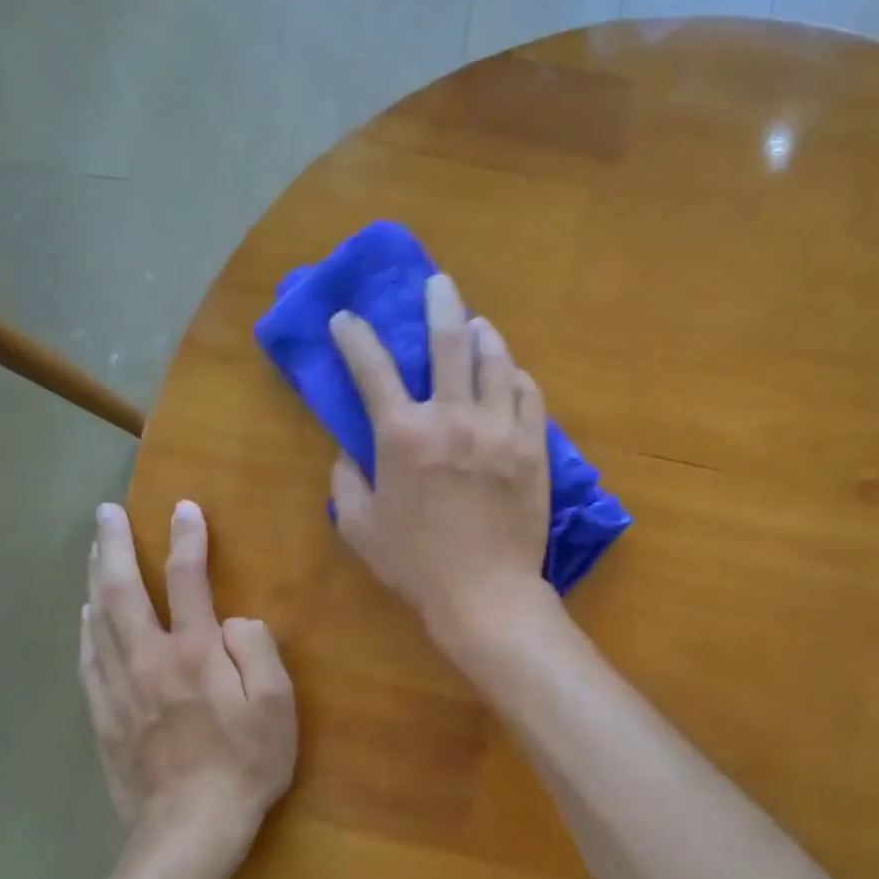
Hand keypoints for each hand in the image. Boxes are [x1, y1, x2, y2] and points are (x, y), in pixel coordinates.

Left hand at [80, 500, 296, 871]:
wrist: (190, 827)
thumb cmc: (247, 763)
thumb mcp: (278, 704)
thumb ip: (258, 650)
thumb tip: (233, 621)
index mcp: (196, 652)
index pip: (189, 580)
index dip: (188, 539)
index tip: (184, 507)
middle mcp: (150, 659)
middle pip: (123, 591)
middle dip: (115, 546)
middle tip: (106, 512)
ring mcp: (119, 688)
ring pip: (98, 620)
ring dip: (95, 578)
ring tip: (93, 550)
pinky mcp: (103, 716)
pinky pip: (88, 660)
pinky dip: (85, 629)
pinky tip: (85, 615)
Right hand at [329, 274, 557, 651]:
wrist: (485, 593)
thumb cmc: (416, 565)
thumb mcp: (360, 527)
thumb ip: (345, 482)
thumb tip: (347, 451)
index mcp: (403, 434)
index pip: (372, 367)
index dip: (354, 336)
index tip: (346, 319)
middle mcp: (453, 418)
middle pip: (448, 341)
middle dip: (438, 303)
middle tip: (438, 284)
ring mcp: (500, 429)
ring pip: (497, 361)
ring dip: (484, 335)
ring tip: (478, 326)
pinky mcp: (533, 447)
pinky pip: (529, 396)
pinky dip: (517, 379)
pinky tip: (511, 376)